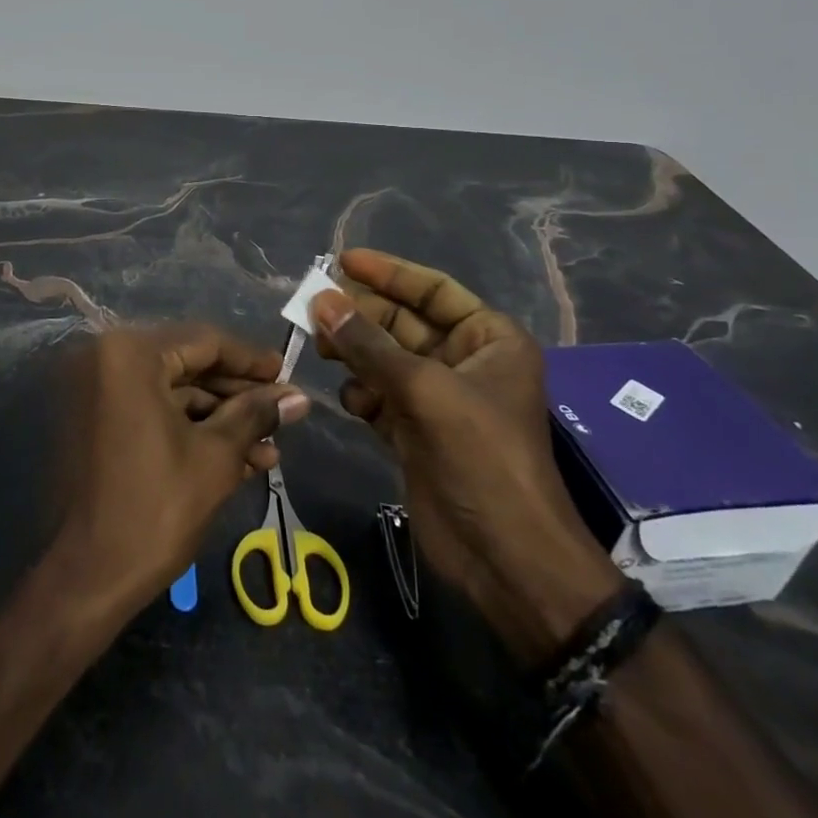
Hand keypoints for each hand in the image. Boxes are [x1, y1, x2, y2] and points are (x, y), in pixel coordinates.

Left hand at [47, 325, 309, 621]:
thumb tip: (298, 396)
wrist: (86, 579)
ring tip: (269, 448)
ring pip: (172, 392)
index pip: (204, 342)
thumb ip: (255, 415)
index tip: (287, 374)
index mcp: (129, 354)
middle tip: (283, 413)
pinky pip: (150, 411)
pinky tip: (237, 458)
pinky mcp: (94, 421)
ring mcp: (95, 391)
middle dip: (238, 395)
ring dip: (219, 419)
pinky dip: (189, 429)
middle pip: (187, 365)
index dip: (251, 360)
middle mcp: (105, 359)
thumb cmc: (155, 509)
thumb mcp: (215, 456)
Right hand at [312, 249, 621, 663]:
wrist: (505, 557)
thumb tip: (320, 300)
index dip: (389, 272)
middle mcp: (463, 362)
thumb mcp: (425, 390)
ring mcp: (437, 398)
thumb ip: (368, 344)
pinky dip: (362, 394)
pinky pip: (377, 395)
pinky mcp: (414, 431)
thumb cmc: (481, 456)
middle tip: (313, 307)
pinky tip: (354, 402)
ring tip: (322, 349)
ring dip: (353, 353)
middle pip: (401, 322)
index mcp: (488, 340)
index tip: (343, 260)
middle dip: (360, 315)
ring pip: (383, 359)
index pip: (433, 290)